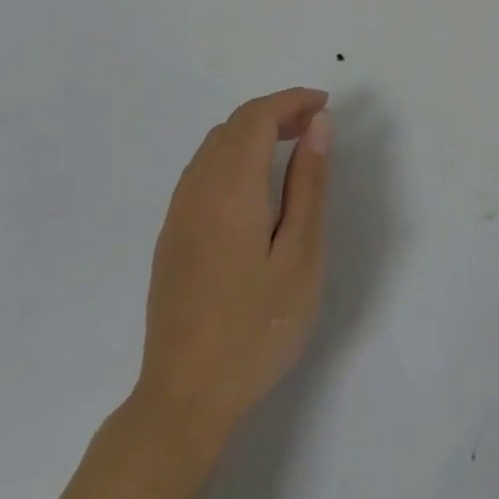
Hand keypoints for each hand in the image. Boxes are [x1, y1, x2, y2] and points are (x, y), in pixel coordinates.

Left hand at [130, 88, 332, 458]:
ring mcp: (177, 216)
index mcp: (230, 191)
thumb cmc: (257, 327)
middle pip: (233, 125)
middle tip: (316, 125)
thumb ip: (309, 184)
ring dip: (253, 131)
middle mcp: (196, 192)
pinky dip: (233, 154)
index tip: (326, 107)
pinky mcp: (171, 238)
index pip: (256, 118)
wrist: (185, 398)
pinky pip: (201, 171)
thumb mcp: (301, 254)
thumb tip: (318, 125)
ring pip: (213, 146)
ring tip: (292, 146)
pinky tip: (256, 183)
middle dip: (276, 111)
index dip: (292, 101)